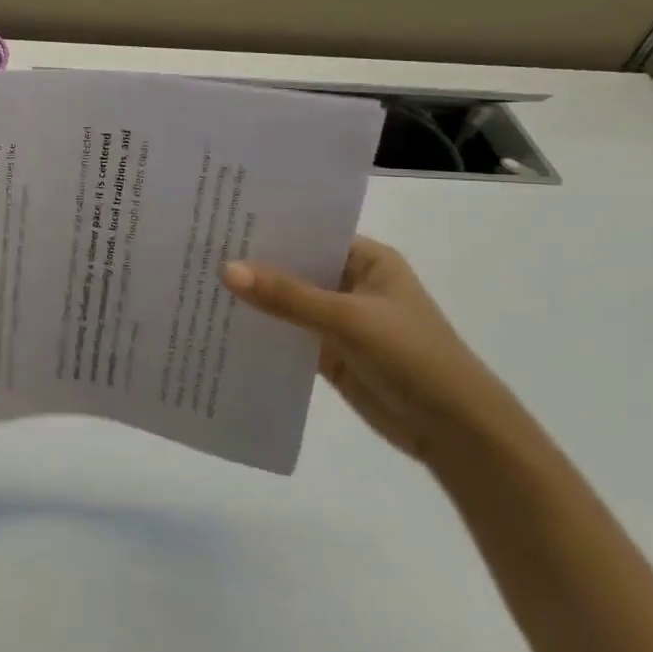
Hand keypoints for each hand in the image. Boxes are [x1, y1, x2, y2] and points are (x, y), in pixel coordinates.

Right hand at [221, 237, 524, 468]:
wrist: (456, 432)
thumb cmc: (413, 358)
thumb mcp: (348, 319)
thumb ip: (287, 296)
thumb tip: (225, 269)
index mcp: (367, 260)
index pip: (310, 232)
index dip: (269, 226)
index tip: (220, 219)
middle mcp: (350, 283)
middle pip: (294, 266)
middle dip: (253, 262)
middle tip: (197, 248)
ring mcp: (338, 319)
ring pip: (286, 301)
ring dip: (253, 298)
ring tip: (196, 282)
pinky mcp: (327, 353)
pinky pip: (286, 334)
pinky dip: (260, 330)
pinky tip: (220, 323)